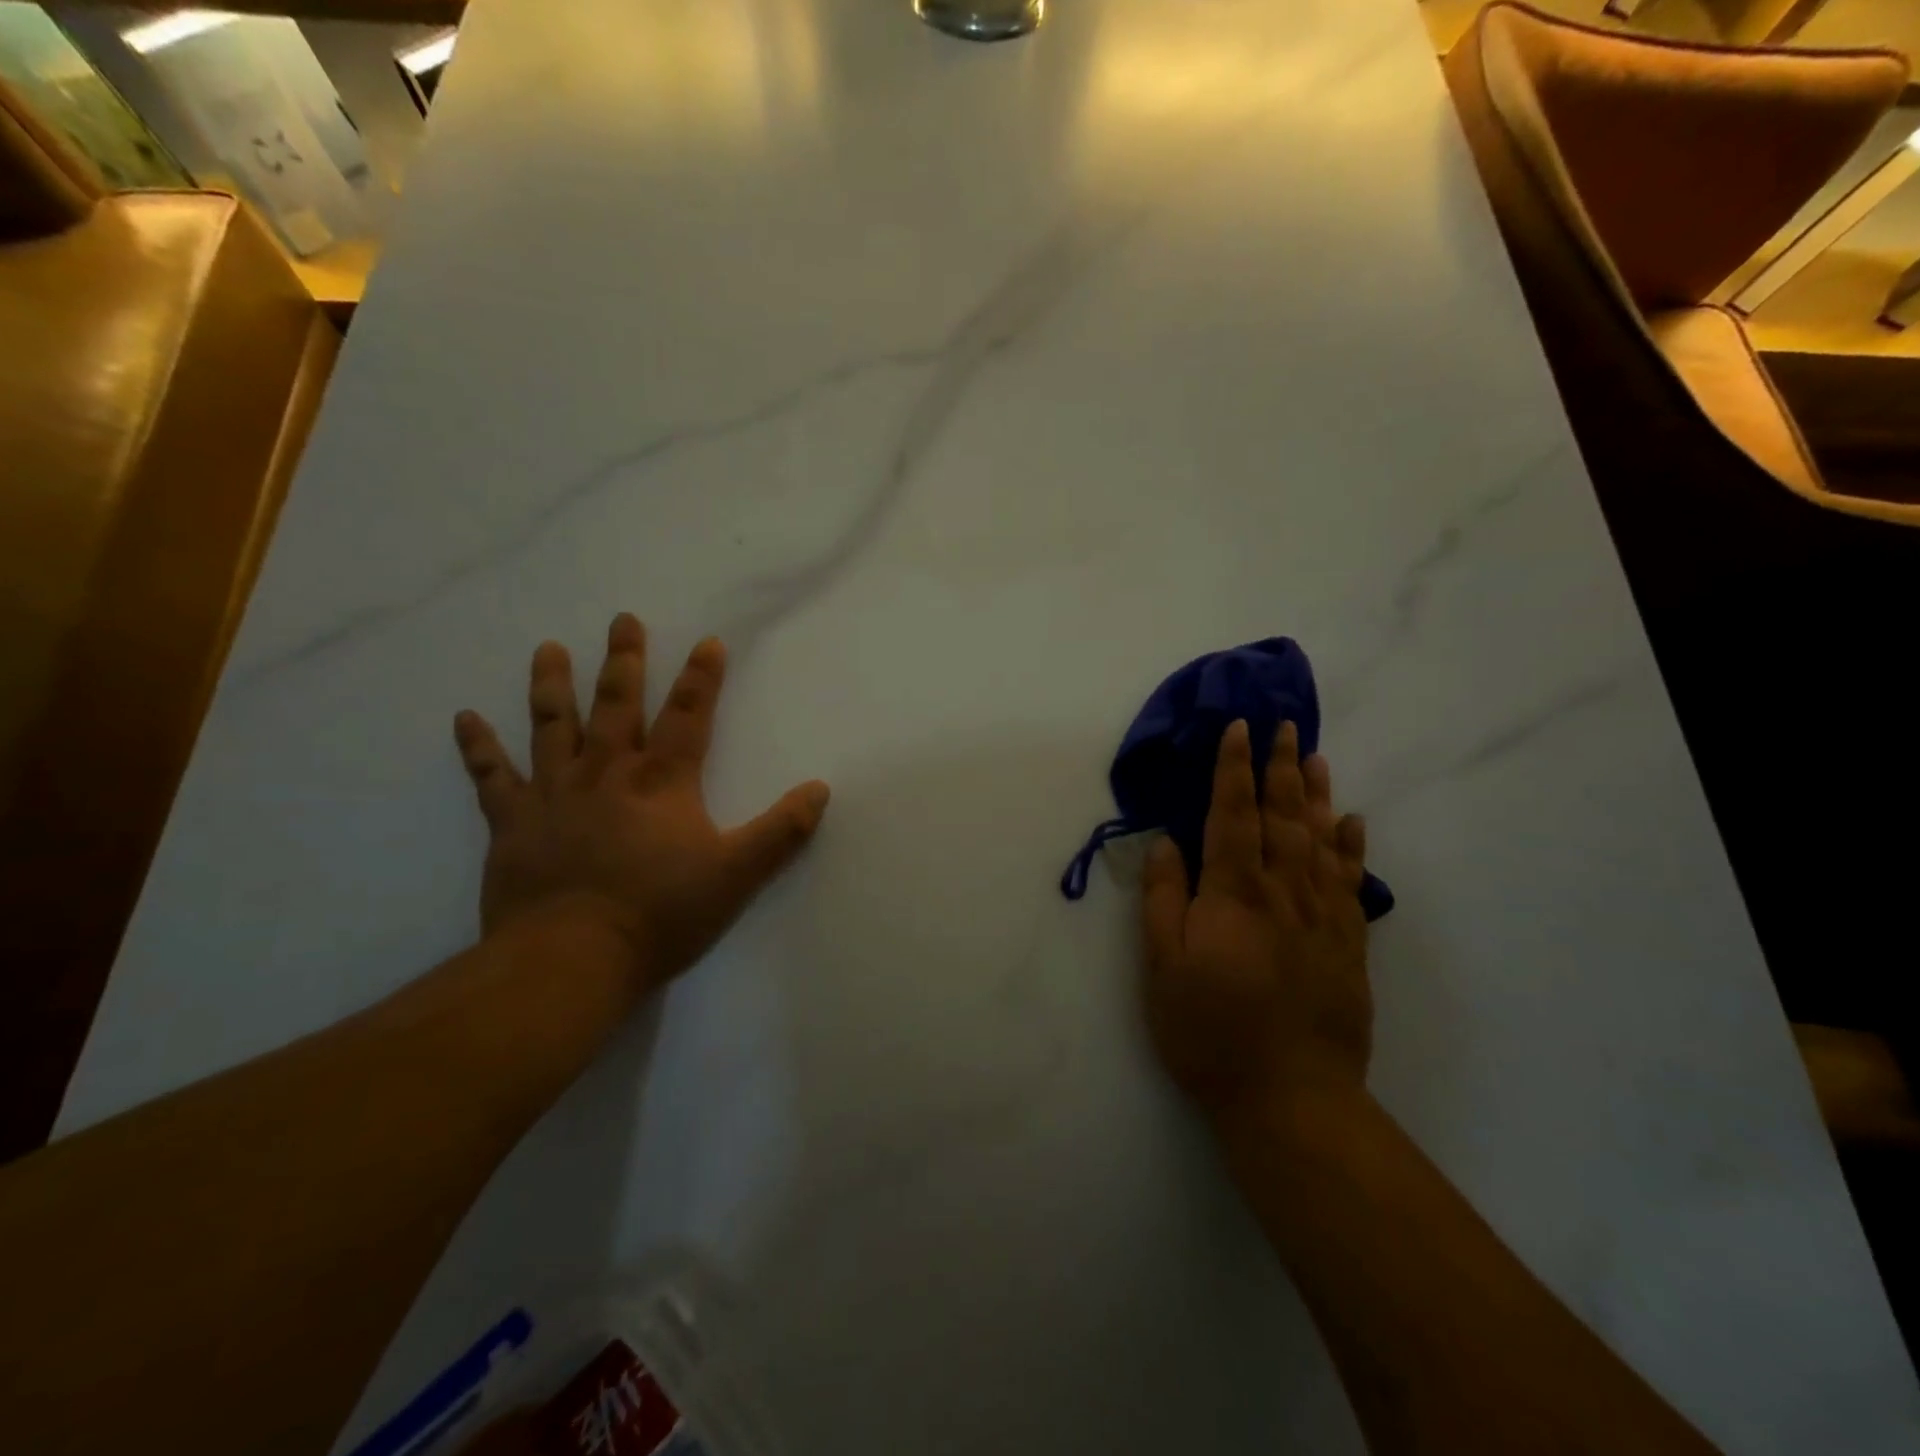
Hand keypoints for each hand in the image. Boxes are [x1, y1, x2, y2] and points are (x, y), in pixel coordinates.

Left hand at [453, 613, 829, 994]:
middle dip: (624, 661)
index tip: (708, 641)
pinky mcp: (513, 824)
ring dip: (552, 685)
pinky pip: (492, 777)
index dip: (702, 677)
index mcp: (662, 781)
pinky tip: (464, 718)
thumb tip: (820, 789)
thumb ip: (782, 831)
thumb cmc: (661, 914)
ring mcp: (554, 794)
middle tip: (623, 620)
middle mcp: (607, 772)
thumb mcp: (738, 874)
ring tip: (548, 648)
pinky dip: (478, 747)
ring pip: (552, 726)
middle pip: (617, 705)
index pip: (688, 715)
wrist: (572, 960)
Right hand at [1140, 720, 1371, 1122]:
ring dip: (1316, 795)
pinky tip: (1354, 823)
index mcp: (1234, 894)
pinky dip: (1353, 848)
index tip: (1238, 729)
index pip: (1233, 815)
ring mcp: (1322, 917)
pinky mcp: (1348, 945)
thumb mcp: (1161, 967)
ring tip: (1316, 757)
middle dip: (1280, 767)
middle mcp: (1283, 892)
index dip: (1233, 769)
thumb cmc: (1209, 1031)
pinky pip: (1352, 883)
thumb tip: (1166, 843)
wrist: (1290, 1097)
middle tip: (1284, 725)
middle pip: (1283, 817)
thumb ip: (1164, 899)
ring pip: (1321, 840)